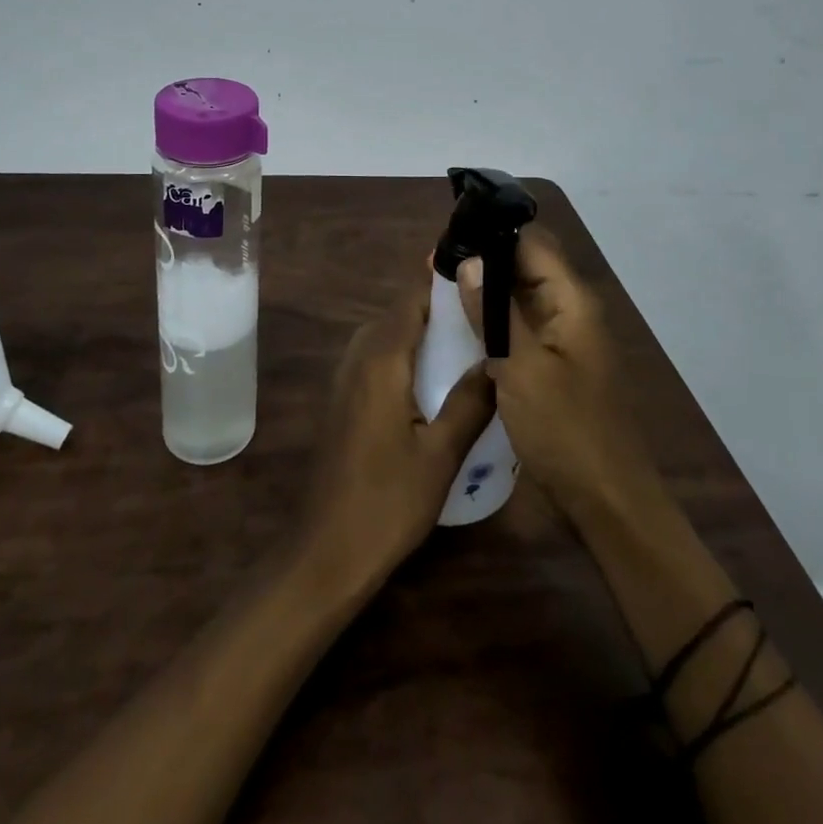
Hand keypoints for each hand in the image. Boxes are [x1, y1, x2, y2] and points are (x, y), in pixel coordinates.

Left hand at [298, 289, 496, 592]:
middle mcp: (358, 358)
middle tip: (483, 311)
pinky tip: (434, 377)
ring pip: (387, 336)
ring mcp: (345, 379)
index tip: (478, 273)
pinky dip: (406, 353)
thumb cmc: (387, 502)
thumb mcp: (442, 454)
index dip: (441, 282)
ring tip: (466, 339)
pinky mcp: (343, 400)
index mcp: (381, 360)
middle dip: (438, 307)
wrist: (326, 551)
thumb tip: (496, 360)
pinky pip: (377, 358)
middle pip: (399, 314)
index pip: (412, 301)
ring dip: (421, 331)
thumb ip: (471, 401)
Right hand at [456, 229, 661, 532]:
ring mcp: (563, 340)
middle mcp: (571, 311)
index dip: (493, 233)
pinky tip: (461, 325)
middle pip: (526, 266)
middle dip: (484, 260)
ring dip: (485, 291)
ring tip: (439, 286)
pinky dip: (493, 321)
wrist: (607, 501)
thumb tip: (470, 260)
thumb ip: (494, 313)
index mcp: (572, 301)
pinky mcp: (553, 365)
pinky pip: (520, 328)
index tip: (450, 235)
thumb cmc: (565, 431)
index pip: (532, 242)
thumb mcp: (522, 369)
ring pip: (520, 297)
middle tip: (434, 263)